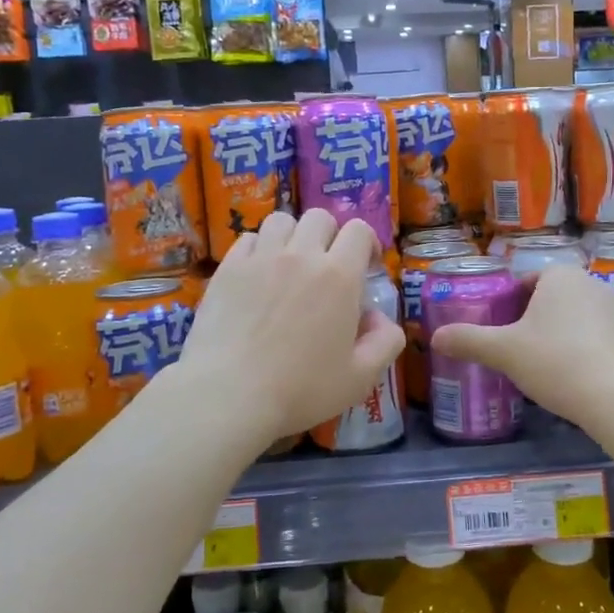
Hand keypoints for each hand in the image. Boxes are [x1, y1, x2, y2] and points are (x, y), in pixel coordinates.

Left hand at [178, 210, 404, 439]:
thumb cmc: (301, 389)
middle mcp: (301, 256)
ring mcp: (260, 258)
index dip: (367, 243)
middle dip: (330, 235)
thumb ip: (385, 342)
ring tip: (290, 263)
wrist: (229, 395)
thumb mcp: (361, 378)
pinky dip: (258, 248)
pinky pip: (248, 239)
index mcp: (339, 277)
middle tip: (327, 265)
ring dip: (292, 236)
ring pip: (282, 221)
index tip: (366, 265)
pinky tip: (258, 274)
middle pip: (320, 218)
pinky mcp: (228, 269)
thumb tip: (380, 317)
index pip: (360, 231)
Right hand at [430, 263, 613, 425]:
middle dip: (530, 318)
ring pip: (571, 316)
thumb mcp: (503, 351)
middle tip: (512, 347)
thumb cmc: (555, 361)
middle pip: (549, 297)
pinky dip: (576, 348)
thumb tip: (435, 337)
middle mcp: (590, 283)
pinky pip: (591, 334)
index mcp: (560, 275)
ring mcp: (613, 310)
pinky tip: (565, 374)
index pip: (526, 280)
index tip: (498, 328)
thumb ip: (468, 340)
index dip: (508, 302)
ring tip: (537, 363)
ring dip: (554, 333)